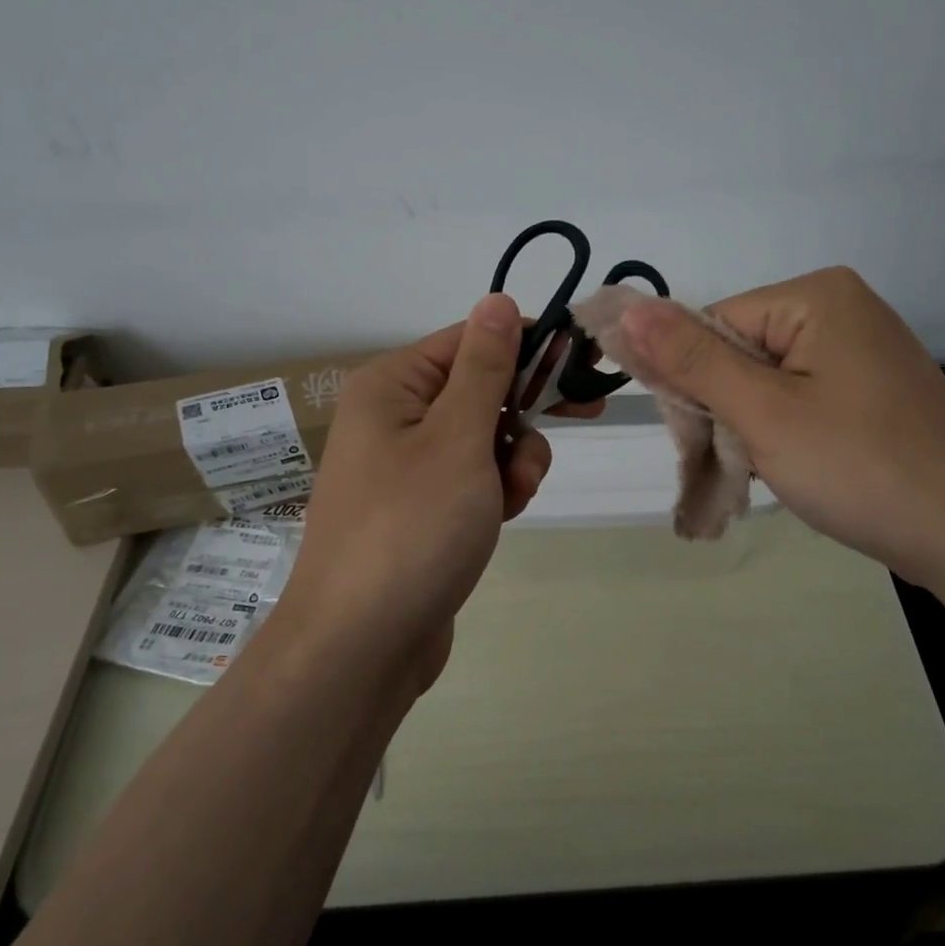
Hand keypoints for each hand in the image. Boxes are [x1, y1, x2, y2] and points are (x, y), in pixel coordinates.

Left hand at [280, 294, 562, 688]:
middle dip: (522, 418)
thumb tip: (497, 299)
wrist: (361, 646)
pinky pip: (473, 479)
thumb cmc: (411, 529)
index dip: (529, 349)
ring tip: (510, 500)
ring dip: (514, 462)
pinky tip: (501, 520)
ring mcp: (406, 467)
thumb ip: (485, 367)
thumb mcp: (459, 438)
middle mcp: (394, 417)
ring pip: (485, 438)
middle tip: (569, 429)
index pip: (472, 339)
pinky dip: (496, 492)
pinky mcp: (421, 509)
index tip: (583, 368)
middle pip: (482, 389)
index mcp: (393, 386)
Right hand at [616, 267, 944, 587]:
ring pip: (766, 381)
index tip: (699, 439)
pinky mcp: (873, 388)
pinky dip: (784, 433)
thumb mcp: (763, 412)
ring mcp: (863, 349)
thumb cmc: (860, 468)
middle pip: (737, 350)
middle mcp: (842, 308)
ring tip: (772, 472)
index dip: (692, 383)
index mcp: (815, 295)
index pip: (710, 325)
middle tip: (739, 464)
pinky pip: (801, 398)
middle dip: (725, 409)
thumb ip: (690, 360)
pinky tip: (799, 468)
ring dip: (751, 428)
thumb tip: (626, 307)